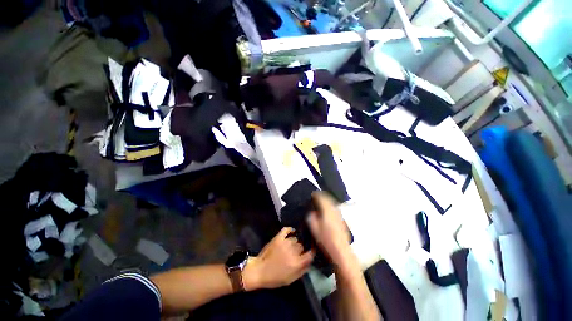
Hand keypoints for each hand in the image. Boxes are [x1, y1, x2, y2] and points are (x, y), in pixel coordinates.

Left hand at [243, 227, 313, 289]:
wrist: (259, 271)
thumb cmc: (275, 278)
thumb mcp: (291, 280)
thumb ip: (302, 271)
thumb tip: (309, 262)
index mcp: (296, 263)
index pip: (310, 254)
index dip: (312, 252)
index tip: (311, 252)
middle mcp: (292, 251)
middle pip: (302, 246)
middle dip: (300, 250)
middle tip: (296, 254)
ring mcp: (285, 243)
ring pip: (295, 239)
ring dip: (294, 243)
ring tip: (290, 247)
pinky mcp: (278, 238)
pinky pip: (286, 230)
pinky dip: (290, 230)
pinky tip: (292, 231)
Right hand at [307, 192, 352, 265]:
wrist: (341, 251)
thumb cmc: (326, 240)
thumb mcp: (315, 229)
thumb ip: (312, 218)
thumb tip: (312, 213)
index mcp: (327, 211)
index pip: (322, 198)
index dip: (317, 195)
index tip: (313, 193)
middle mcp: (334, 210)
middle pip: (329, 198)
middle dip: (323, 195)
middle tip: (317, 195)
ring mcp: (339, 215)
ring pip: (333, 203)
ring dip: (327, 200)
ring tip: (321, 201)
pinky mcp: (342, 219)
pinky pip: (335, 208)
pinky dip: (330, 205)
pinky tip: (328, 209)